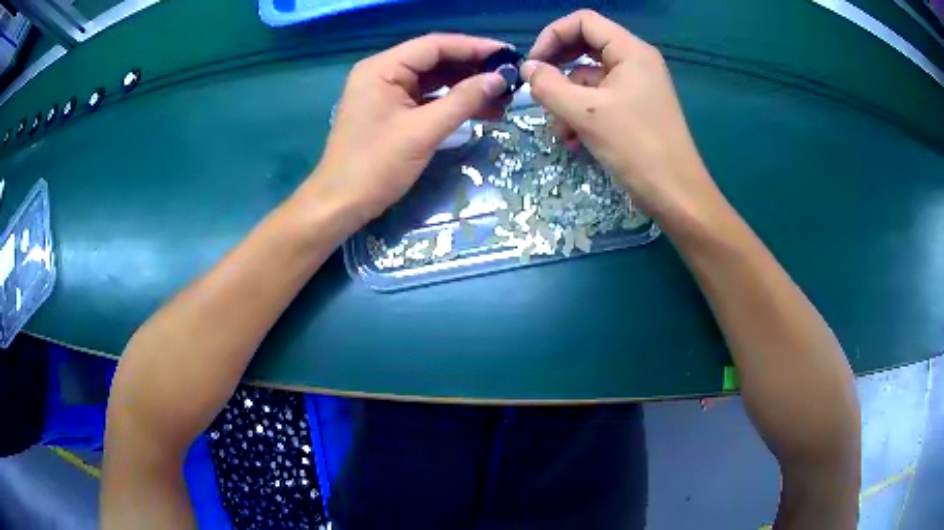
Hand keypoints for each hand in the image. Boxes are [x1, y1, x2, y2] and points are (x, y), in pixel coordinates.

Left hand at [308, 34, 510, 230]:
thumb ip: (464, 100)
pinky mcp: (390, 111)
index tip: (509, 55)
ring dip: (466, 87)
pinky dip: (451, 103)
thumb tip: (499, 79)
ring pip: (433, 80)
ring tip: (502, 98)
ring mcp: (385, 92)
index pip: (435, 45)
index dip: (475, 47)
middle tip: (510, 78)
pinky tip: (480, 110)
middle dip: (473, 68)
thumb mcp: (424, 131)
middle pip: (435, 60)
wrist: (340, 204)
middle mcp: (383, 72)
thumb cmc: (376, 166)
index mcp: (383, 68)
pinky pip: (426, 98)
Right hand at [524, 10, 723, 224]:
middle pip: (585, 48)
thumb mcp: (585, 113)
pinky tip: (574, 141)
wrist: (676, 196)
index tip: (533, 64)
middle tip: (539, 92)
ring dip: (567, 101)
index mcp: (631, 51)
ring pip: (589, 79)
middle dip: (558, 71)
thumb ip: (549, 86)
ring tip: (561, 131)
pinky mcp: (636, 110)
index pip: (584, 22)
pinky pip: (601, 100)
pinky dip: (583, 115)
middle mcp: (635, 62)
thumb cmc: (635, 148)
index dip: (553, 35)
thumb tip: (528, 69)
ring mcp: (637, 87)